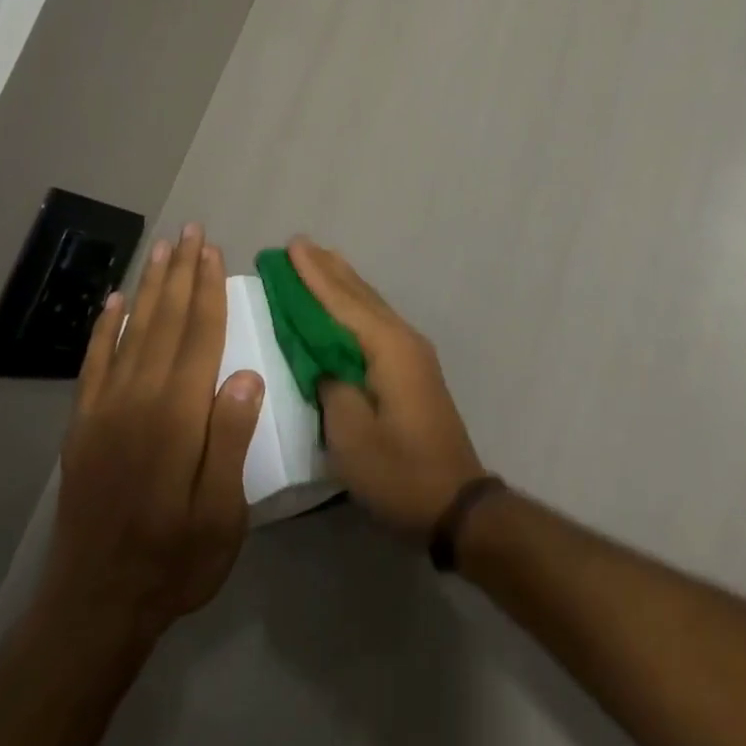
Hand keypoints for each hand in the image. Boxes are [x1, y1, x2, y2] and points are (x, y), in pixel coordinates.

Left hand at [38, 226, 264, 644]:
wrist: (95, 606)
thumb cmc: (174, 559)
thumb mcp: (222, 513)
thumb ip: (231, 439)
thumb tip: (247, 374)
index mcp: (177, 417)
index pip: (198, 337)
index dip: (207, 290)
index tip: (212, 251)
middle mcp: (137, 400)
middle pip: (164, 322)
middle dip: (180, 273)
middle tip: (189, 231)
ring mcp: (104, 411)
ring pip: (130, 332)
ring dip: (148, 287)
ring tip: (161, 250)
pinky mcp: (83, 427)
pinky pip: (94, 364)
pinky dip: (104, 328)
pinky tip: (113, 302)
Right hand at [290, 238, 486, 540]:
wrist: (454, 501)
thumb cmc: (399, 470)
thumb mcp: (351, 435)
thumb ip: (331, 386)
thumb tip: (322, 360)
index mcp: (387, 347)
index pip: (342, 302)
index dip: (313, 275)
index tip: (290, 246)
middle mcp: (403, 339)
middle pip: (360, 296)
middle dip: (328, 270)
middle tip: (299, 244)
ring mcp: (412, 353)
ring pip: (371, 306)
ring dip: (343, 284)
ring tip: (320, 260)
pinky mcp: (413, 370)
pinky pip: (376, 324)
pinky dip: (355, 307)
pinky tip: (346, 307)